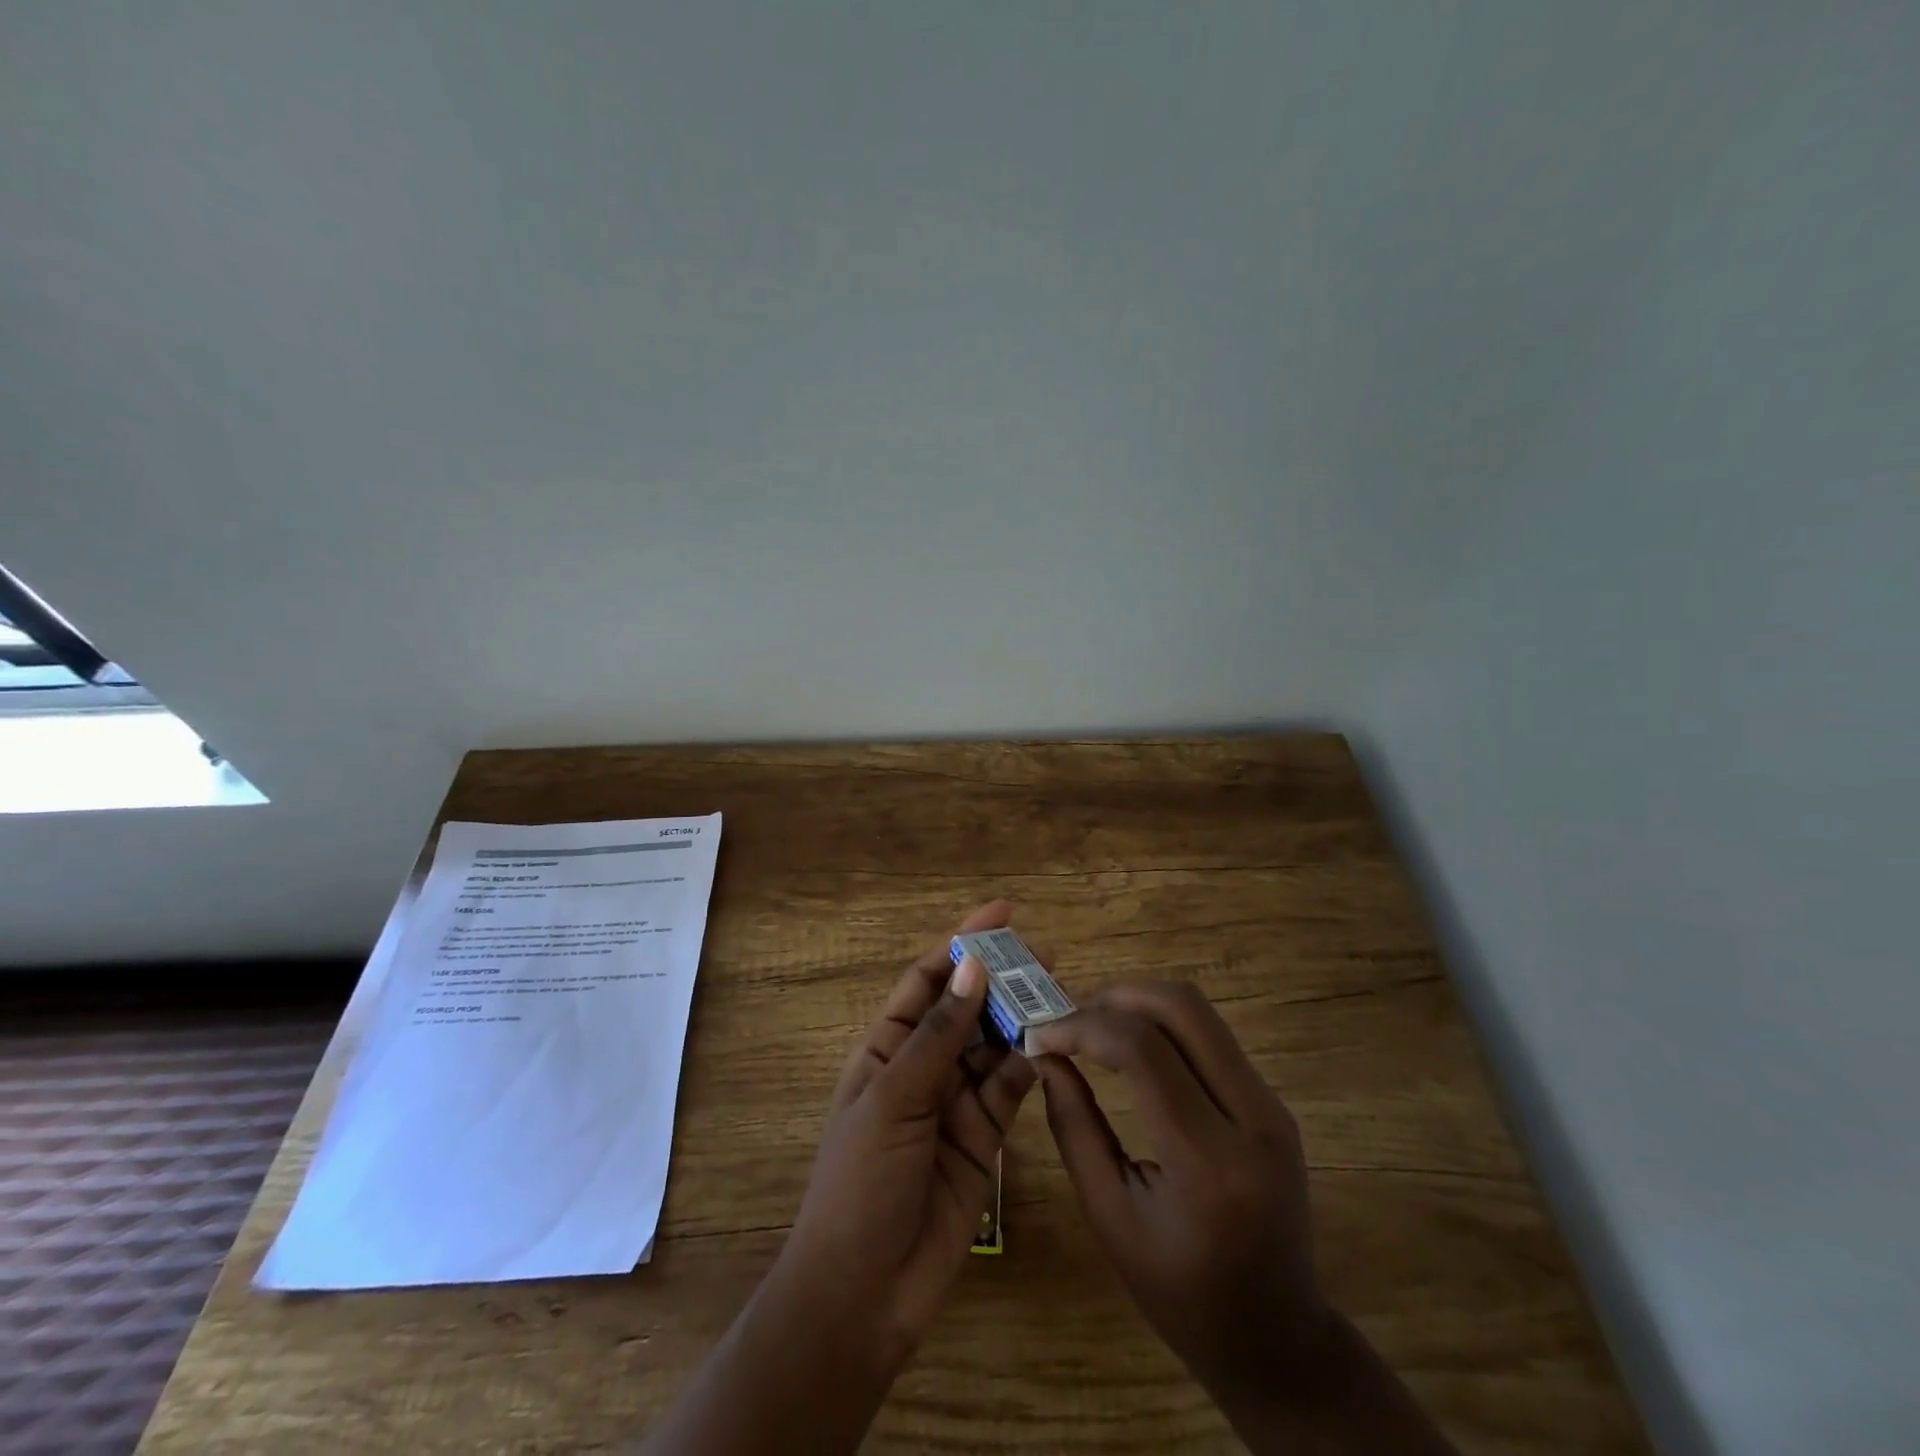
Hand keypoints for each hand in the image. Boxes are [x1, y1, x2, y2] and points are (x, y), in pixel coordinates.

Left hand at [639, 904, 1037, 1454]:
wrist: (863, 1293)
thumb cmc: (861, 1182)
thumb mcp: (894, 1098)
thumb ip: (940, 1035)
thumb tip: (972, 964)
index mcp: (887, 1047)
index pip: (928, 978)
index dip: (961, 942)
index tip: (1003, 913)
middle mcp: (923, 1066)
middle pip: (967, 1008)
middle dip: (1001, 979)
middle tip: (1046, 955)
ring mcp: (954, 1102)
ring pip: (994, 1046)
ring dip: (1020, 1019)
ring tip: (1058, 993)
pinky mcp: (983, 1139)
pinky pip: (1009, 1090)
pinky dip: (1028, 1067)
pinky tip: (1050, 1046)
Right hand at [1032, 982, 1456, 1455]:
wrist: (1277, 1339)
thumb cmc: (1181, 1294)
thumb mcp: (1110, 1218)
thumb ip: (1074, 1127)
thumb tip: (1044, 1055)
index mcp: (1208, 1162)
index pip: (1142, 1049)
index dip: (1082, 1027)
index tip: (1040, 1034)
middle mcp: (1253, 1118)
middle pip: (1181, 1006)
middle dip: (1115, 997)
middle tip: (1068, 1018)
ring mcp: (1271, 1106)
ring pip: (1199, 1012)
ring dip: (1139, 1004)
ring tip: (1093, 1027)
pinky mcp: (1273, 1103)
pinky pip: (1211, 1037)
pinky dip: (1163, 1026)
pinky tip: (1130, 1047)